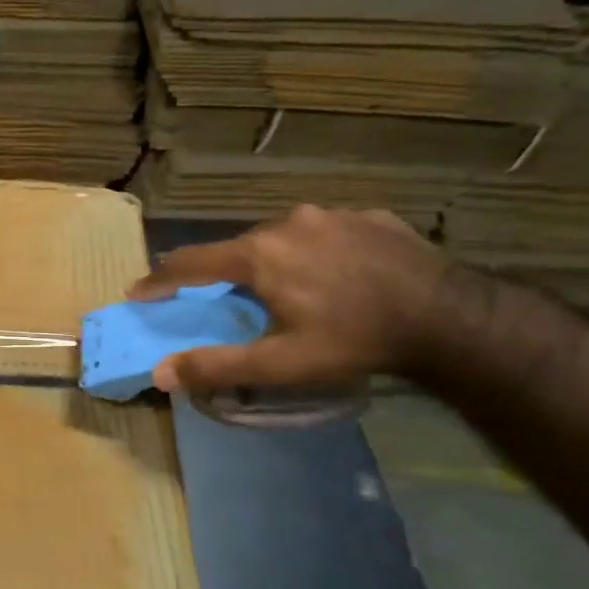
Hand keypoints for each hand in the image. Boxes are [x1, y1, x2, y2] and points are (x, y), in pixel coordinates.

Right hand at [128, 206, 463, 392]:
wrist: (451, 317)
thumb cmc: (354, 340)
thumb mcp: (280, 363)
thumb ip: (217, 366)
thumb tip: (160, 374)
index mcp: (258, 254)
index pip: (191, 263)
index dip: (160, 280)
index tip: (137, 292)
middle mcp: (288, 222)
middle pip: (238, 248)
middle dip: (223, 273)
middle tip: (223, 299)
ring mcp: (332, 214)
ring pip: (283, 237)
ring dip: (271, 261)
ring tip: (286, 289)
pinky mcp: (370, 217)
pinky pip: (325, 233)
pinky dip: (315, 252)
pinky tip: (336, 276)